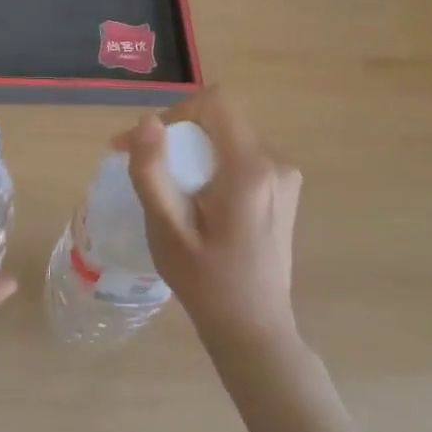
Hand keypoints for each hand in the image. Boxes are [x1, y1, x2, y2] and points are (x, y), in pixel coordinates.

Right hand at [114, 87, 301, 355]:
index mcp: (250, 168)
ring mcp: (285, 175)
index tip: (149, 145)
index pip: (215, 102)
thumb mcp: (167, 229)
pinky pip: (243, 154)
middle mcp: (276, 161)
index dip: (177, 112)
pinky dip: (214, 162)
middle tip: (146, 165)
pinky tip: (198, 197)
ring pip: (231, 135)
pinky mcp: (285, 188)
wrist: (254, 329)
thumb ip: (153, 171)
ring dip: (195, 149)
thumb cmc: (205, 282)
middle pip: (222, 118)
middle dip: (180, 133)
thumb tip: (146, 120)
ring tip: (169, 185)